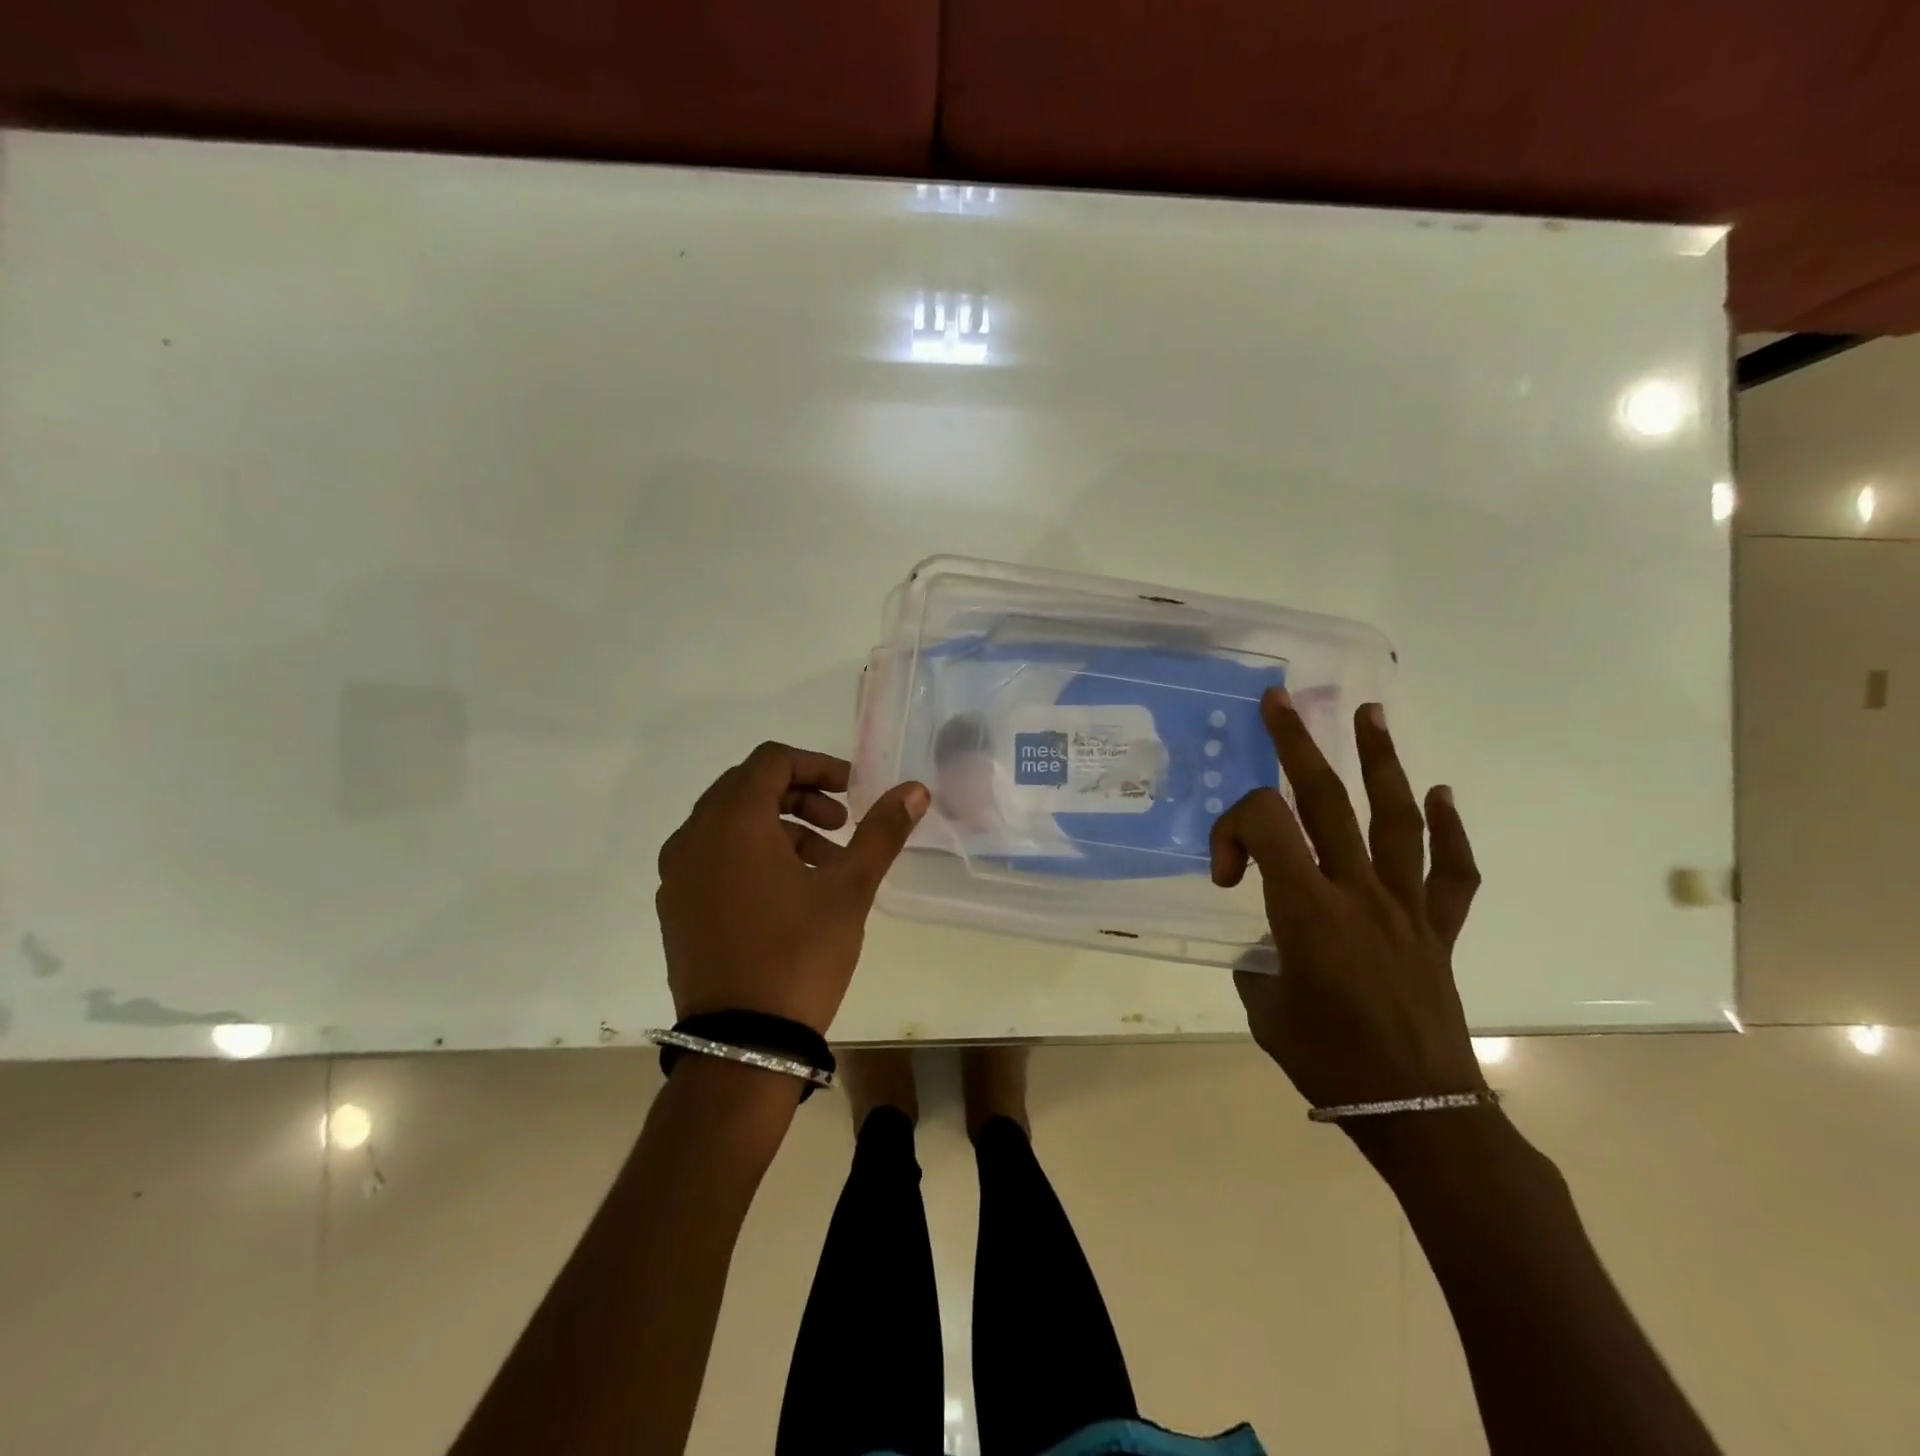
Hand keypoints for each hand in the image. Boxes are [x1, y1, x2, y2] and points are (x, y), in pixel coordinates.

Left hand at [656, 742, 928, 1034]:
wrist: (742, 1042)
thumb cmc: (799, 954)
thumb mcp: (850, 888)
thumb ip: (881, 831)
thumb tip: (915, 789)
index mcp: (732, 820)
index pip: (772, 760)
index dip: (818, 765)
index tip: (852, 791)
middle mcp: (693, 836)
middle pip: (748, 787)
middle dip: (800, 796)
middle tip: (841, 825)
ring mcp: (676, 874)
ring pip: (730, 824)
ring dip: (779, 828)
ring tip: (824, 865)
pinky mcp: (674, 907)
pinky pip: (713, 857)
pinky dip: (750, 855)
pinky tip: (787, 893)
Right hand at [1210, 690, 1482, 1111]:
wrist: (1419, 1113)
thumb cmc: (1331, 1063)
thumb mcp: (1265, 1009)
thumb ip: (1259, 963)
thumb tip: (1270, 945)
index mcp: (1306, 911)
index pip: (1263, 826)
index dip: (1231, 831)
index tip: (1223, 874)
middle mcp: (1357, 893)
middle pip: (1324, 800)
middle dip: (1297, 744)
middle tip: (1281, 701)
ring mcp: (1405, 906)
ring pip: (1393, 818)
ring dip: (1380, 762)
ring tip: (1370, 715)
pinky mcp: (1437, 928)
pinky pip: (1451, 871)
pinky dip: (1448, 830)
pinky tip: (1440, 795)